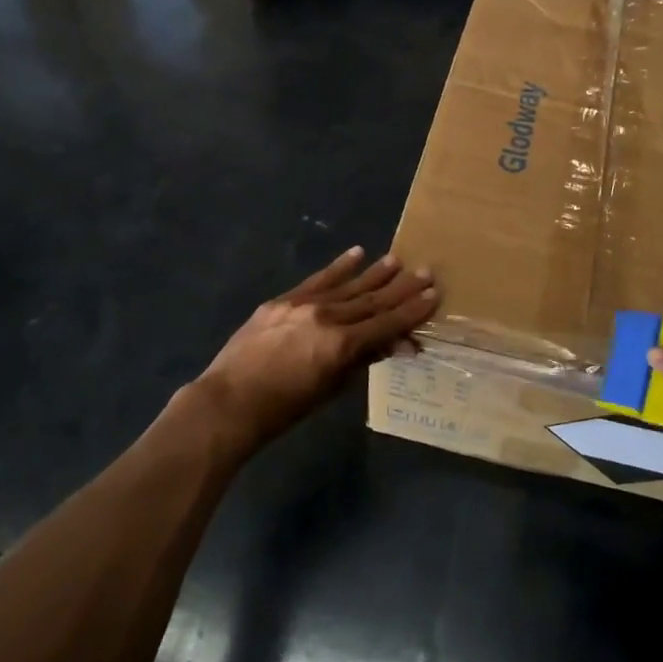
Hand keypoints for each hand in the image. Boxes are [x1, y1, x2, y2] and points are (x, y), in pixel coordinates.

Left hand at [180, 248, 437, 455]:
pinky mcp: (283, 300)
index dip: (412, 311)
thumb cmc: (284, 408)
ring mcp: (303, 305)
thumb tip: (396, 345)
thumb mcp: (331, 389)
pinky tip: (356, 253)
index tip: (433, 295)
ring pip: (348, 285)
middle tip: (426, 271)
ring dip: (374, 272)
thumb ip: (363, 360)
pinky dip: (338, 267)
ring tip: (397, 259)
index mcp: (341, 345)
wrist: (229, 401)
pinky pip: (318, 280)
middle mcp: (327, 317)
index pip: (386, 323)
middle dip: (401, 288)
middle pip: (371, 300)